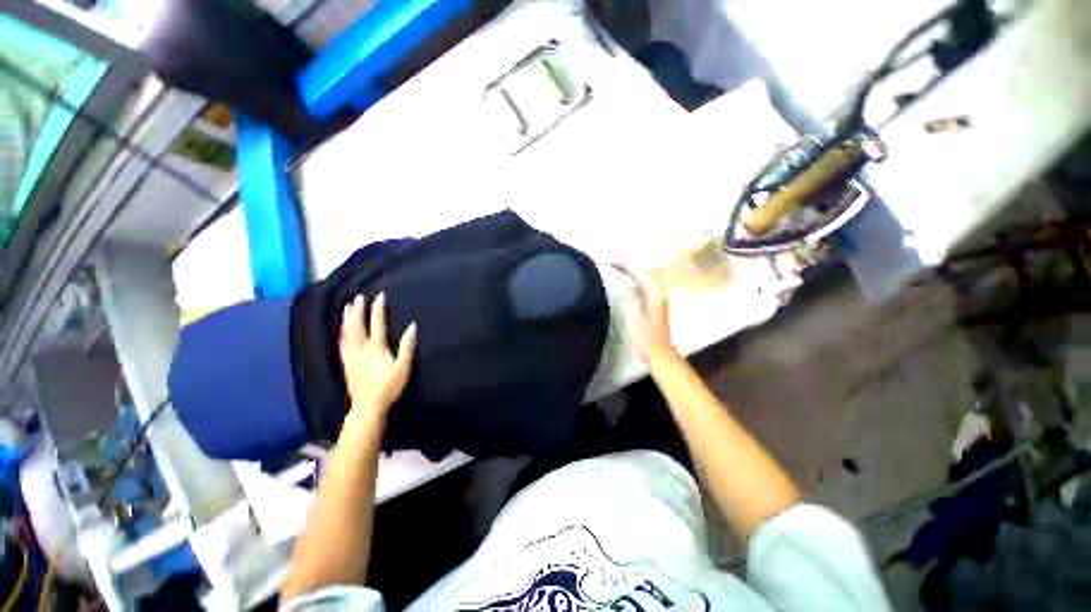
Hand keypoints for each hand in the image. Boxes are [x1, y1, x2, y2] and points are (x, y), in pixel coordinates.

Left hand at [339, 293, 417, 416]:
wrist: (367, 405)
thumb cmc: (389, 386)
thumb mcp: (403, 367)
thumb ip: (407, 346)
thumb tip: (412, 327)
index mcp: (376, 348)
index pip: (377, 324)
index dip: (378, 310)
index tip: (379, 296)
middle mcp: (361, 349)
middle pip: (358, 326)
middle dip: (358, 310)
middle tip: (358, 297)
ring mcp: (351, 356)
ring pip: (347, 333)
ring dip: (347, 319)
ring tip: (347, 308)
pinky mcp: (347, 363)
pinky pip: (342, 343)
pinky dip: (342, 333)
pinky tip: (342, 330)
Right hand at [612, 263, 675, 363]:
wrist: (661, 355)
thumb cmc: (647, 340)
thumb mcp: (636, 320)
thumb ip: (632, 300)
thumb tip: (627, 285)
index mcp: (655, 297)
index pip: (641, 275)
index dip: (627, 267)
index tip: (613, 263)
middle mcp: (659, 295)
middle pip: (645, 274)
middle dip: (630, 267)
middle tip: (614, 263)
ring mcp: (658, 300)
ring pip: (645, 280)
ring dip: (632, 273)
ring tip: (618, 269)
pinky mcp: (656, 305)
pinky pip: (645, 287)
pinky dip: (635, 281)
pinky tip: (627, 283)